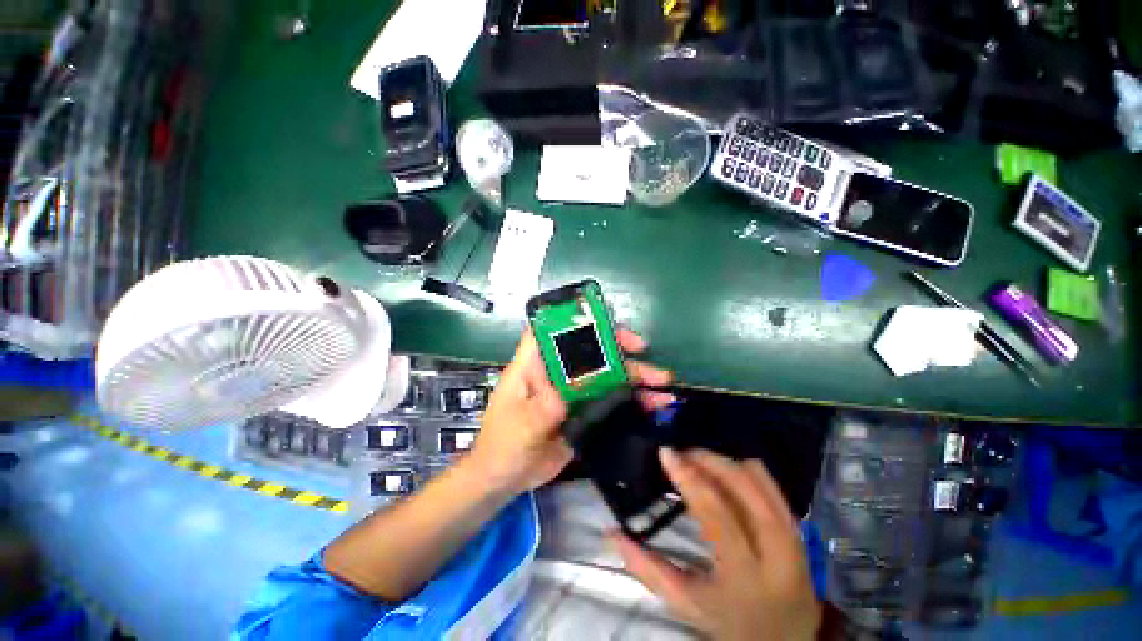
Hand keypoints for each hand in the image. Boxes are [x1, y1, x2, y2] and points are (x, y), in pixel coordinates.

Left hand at [470, 328, 673, 495]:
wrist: (506, 478)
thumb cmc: (502, 445)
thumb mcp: (521, 426)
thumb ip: (544, 407)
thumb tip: (570, 390)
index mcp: (534, 366)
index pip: (552, 331)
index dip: (575, 320)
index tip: (603, 324)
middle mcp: (556, 373)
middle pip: (588, 351)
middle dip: (616, 348)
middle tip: (644, 351)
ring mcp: (572, 392)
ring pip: (605, 375)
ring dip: (633, 377)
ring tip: (662, 384)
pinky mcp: (584, 411)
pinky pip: (610, 400)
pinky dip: (632, 400)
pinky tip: (654, 404)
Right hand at [612, 449, 821, 640]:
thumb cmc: (732, 625)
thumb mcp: (686, 604)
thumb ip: (646, 569)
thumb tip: (610, 533)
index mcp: (744, 574)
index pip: (715, 511)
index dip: (688, 476)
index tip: (666, 452)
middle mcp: (775, 549)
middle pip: (741, 485)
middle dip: (706, 460)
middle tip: (680, 454)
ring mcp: (793, 534)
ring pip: (758, 477)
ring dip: (723, 461)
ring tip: (697, 460)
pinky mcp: (798, 525)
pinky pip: (770, 482)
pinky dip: (742, 467)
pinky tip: (722, 471)